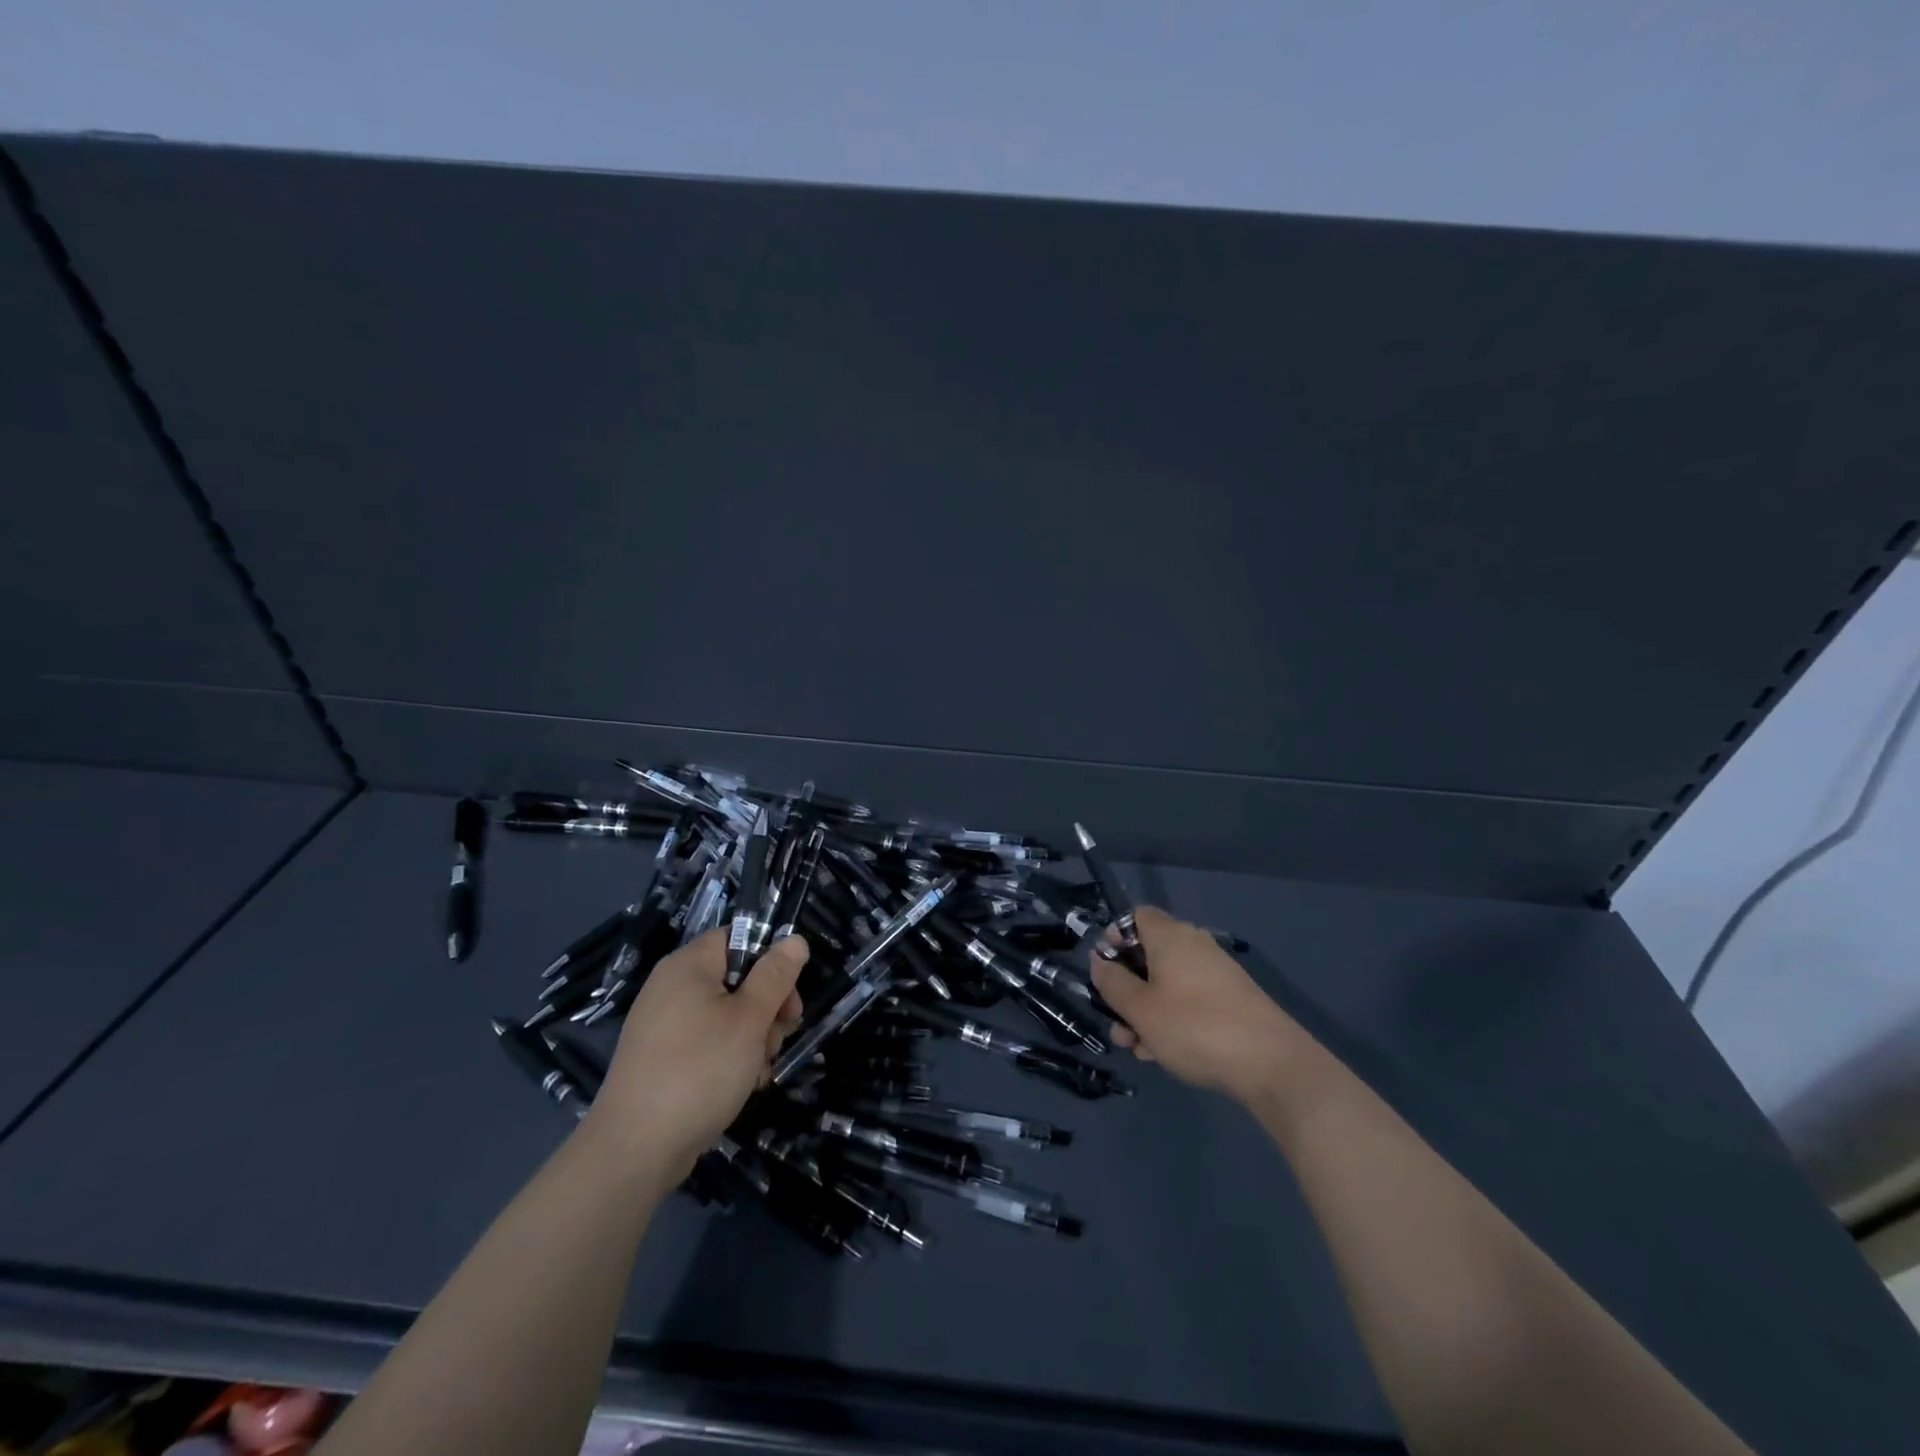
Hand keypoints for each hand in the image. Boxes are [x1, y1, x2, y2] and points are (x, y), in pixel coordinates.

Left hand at [591, 928, 806, 1179]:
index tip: (789, 994)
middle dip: (766, 1008)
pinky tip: (740, 1086)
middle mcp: (672, 988)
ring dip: (753, 1039)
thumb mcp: (750, 1019)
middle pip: (736, 979)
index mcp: (688, 966)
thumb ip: (775, 976)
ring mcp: (664, 1026)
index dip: (769, 960)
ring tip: (757, 1070)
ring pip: (727, 1016)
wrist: (635, 1150)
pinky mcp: (662, 1060)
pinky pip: (707, 1044)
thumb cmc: (700, 1070)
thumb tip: (795, 939)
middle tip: (779, 1037)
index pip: (737, 938)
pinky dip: (729, 1060)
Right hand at [1089, 907, 1311, 1106]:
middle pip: (1148, 955)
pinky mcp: (1230, 1001)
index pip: (1135, 917)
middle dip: (1126, 989)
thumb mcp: (1140, 1009)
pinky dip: (1171, 1020)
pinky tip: (1164, 1053)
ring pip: (1166, 984)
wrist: (1272, 1065)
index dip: (1114, 937)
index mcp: (1171, 936)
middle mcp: (1193, 946)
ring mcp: (1215, 974)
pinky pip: (1189, 1001)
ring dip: (1145, 1012)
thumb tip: (1099, 960)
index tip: (1104, 970)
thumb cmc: (1194, 1027)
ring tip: (1138, 1049)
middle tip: (1117, 1023)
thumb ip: (1112, 982)